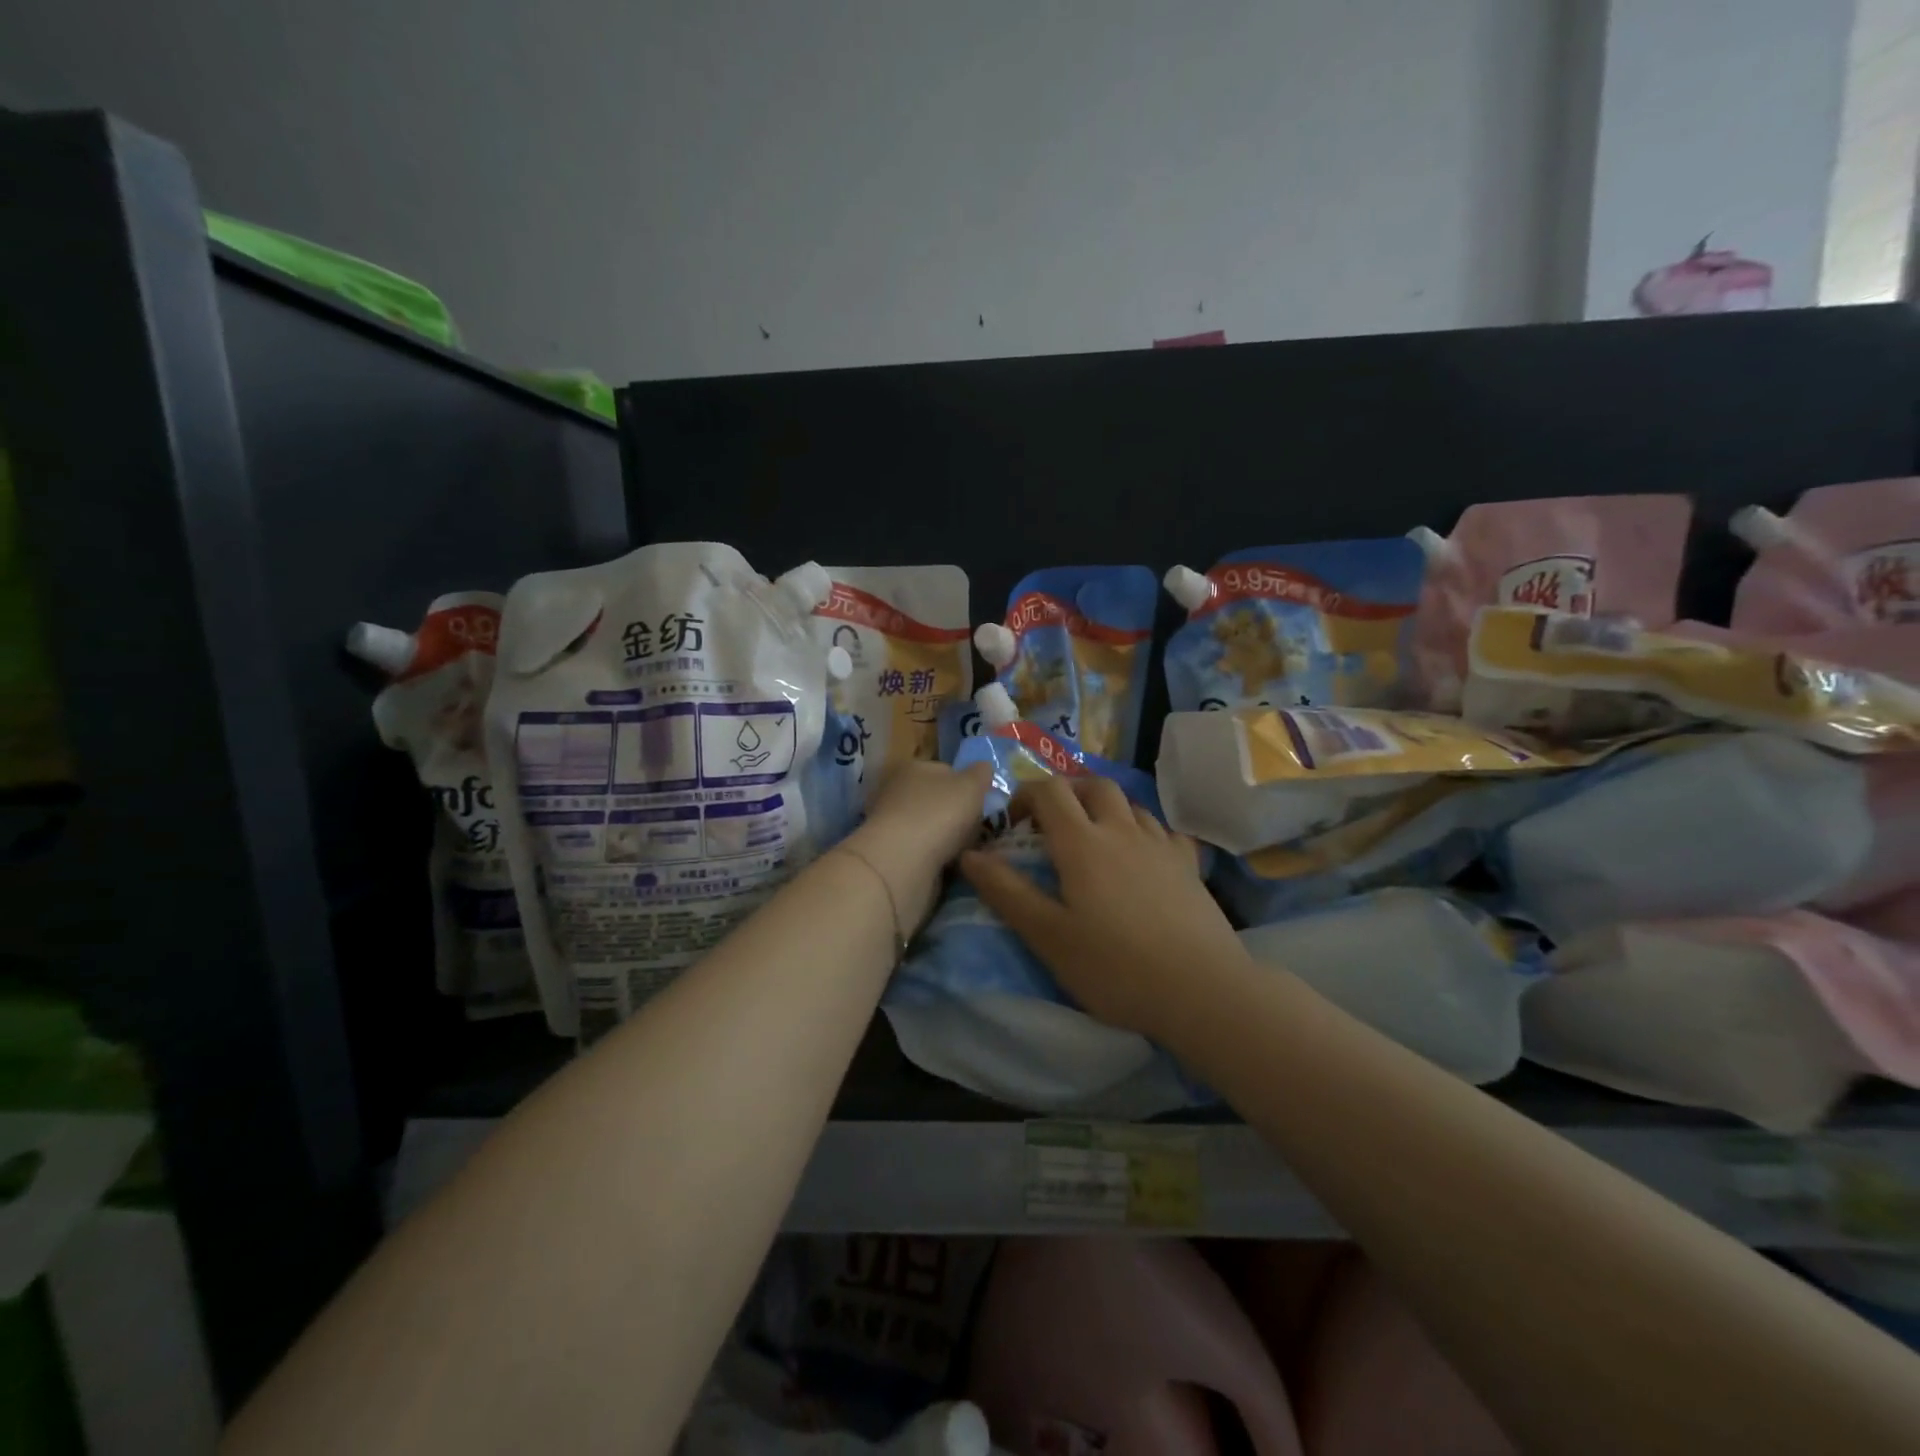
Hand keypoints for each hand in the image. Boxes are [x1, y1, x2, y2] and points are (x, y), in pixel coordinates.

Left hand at [841, 759, 993, 929]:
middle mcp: (897, 790)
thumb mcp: (971, 785)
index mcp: (914, 767)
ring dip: (945, 836)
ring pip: (928, 826)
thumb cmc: (940, 813)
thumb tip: (983, 767)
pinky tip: (948, 864)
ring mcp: (890, 822)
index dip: (965, 785)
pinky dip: (934, 856)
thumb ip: (981, 773)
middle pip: (935, 799)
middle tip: (975, 829)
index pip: (945, 770)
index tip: (981, 803)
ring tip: (965, 849)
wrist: (903, 861)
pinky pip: (921, 850)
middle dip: (954, 813)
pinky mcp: (890, 851)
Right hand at [958, 776, 1252, 1038]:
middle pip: (1094, 785)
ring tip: (1094, 839)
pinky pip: (1165, 830)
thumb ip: (1006, 892)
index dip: (1026, 795)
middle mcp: (1122, 831)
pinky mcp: (1190, 866)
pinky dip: (1146, 832)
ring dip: (1106, 808)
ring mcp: (1161, 845)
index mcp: (1082, 843)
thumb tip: (970, 854)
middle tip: (1052, 822)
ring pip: (1131, 804)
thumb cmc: (1115, 967)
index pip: (1050, 792)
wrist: (1202, 991)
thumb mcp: (1048, 936)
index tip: (1013, 822)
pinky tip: (1144, 857)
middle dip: (1068, 792)